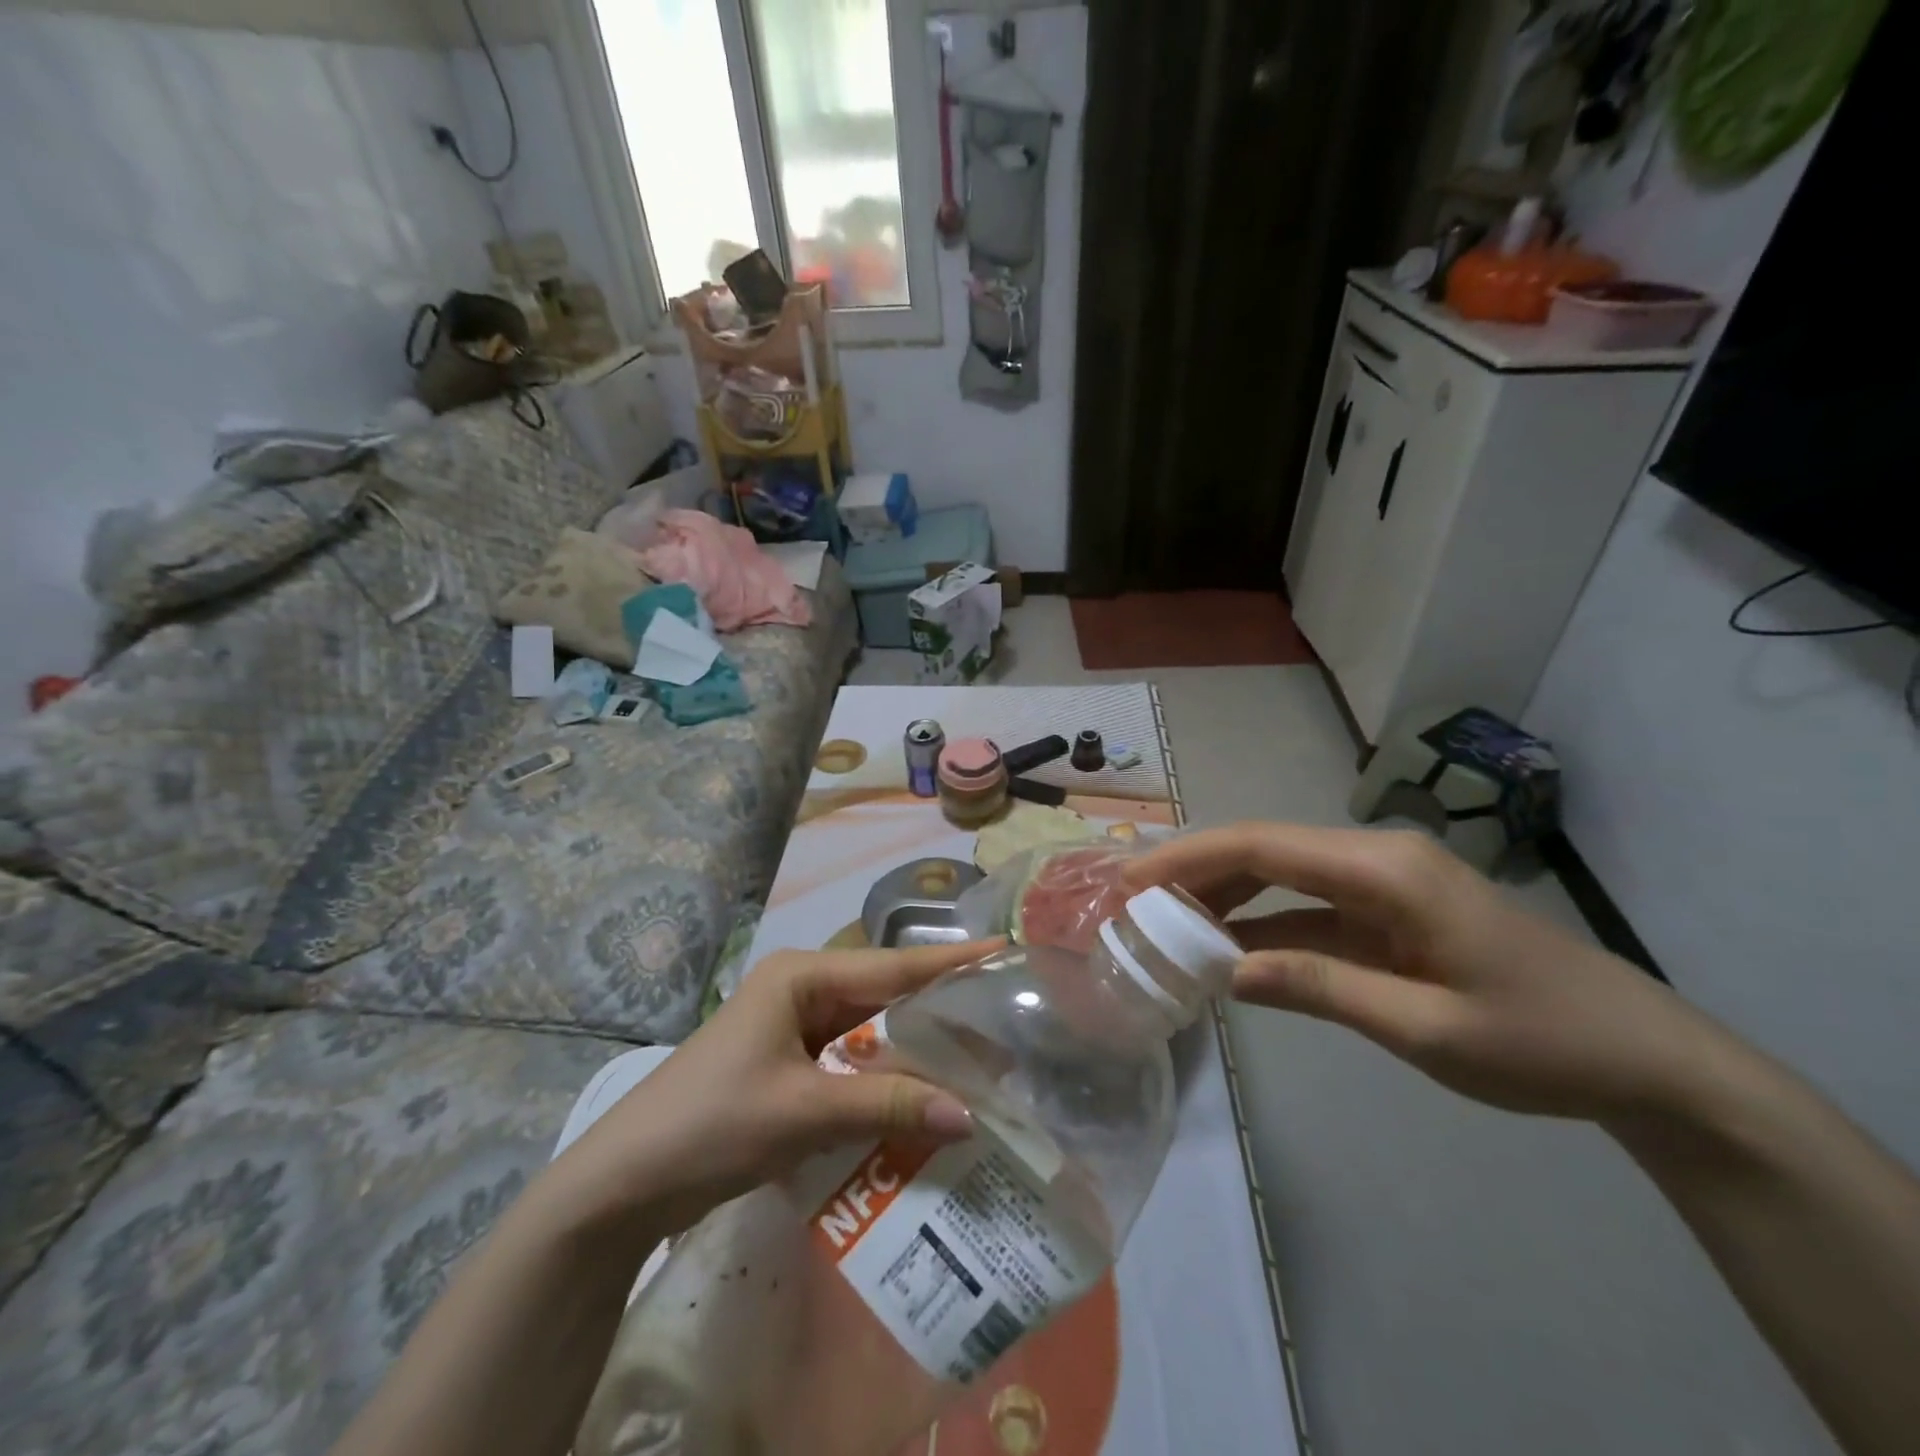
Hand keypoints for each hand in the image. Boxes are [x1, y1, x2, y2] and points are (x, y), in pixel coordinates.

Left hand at [553, 941, 995, 1233]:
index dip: (950, 961)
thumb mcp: (804, 1111)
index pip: (892, 966)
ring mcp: (791, 1029)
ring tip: (974, 1061)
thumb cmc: (711, 1125)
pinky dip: (882, 1082)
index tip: (1002, 951)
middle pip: (884, 997)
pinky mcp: (786, 1067)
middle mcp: (801, 991)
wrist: (621, 1185)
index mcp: (802, 977)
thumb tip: (968, 1113)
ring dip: (912, 1052)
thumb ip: (887, 1106)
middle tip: (1002, 1022)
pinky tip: (919, 1101)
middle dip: (939, 1011)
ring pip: (869, 1033)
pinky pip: (849, 1065)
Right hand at [1124, 823, 1743, 1126]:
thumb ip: (1322, 988)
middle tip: (1132, 904)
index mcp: (1385, 871)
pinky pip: (1306, 907)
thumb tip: (1225, 972)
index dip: (1190, 858)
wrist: (1645, 1058)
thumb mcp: (1428, 1029)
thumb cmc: (1543, 1042)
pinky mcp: (1386, 909)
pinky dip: (1261, 924)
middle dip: (1193, 872)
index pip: (1263, 847)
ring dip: (1221, 896)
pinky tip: (1225, 950)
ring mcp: (1381, 882)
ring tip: (1164, 923)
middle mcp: (1376, 858)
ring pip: (1278, 874)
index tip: (1132, 880)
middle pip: (1263, 850)